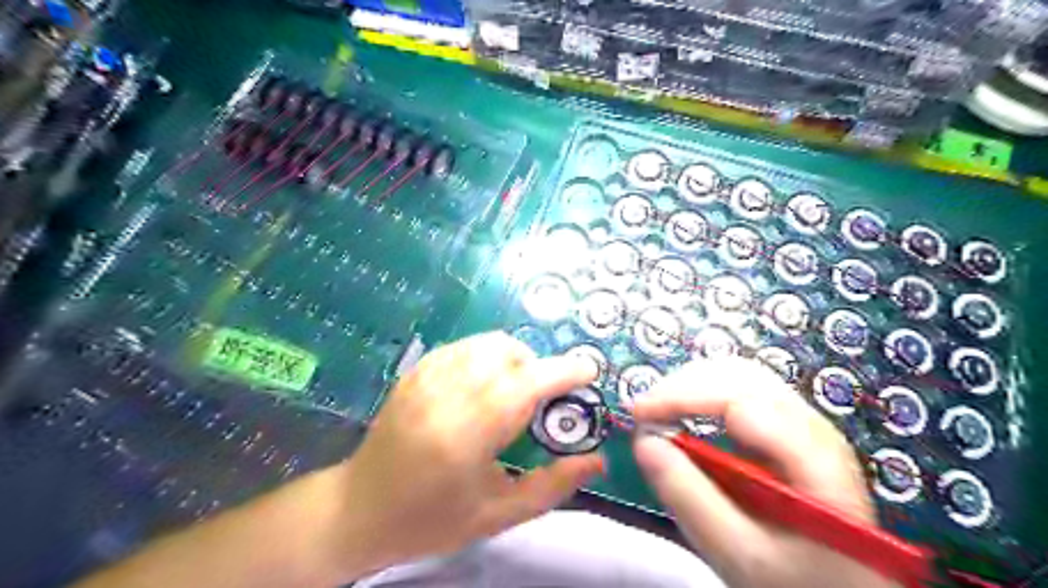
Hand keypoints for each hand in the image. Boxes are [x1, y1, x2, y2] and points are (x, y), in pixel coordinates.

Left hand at [332, 330, 601, 579]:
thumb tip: (596, 462)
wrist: (359, 510)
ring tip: (515, 389)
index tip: (588, 370)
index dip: (562, 371)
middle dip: (538, 366)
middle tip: (545, 396)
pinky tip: (484, 383)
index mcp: (466, 436)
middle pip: (507, 353)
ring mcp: (425, 378)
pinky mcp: (414, 372)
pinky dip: (487, 355)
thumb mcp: (497, 515)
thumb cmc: (431, 519)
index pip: (524, 385)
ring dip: (514, 357)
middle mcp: (444, 396)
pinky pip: (463, 346)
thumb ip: (551, 487)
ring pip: (486, 343)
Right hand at [629, 356, 891, 587]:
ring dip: (691, 384)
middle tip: (641, 409)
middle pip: (740, 376)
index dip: (684, 398)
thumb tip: (643, 441)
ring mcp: (802, 421)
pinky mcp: (787, 425)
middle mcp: (812, 426)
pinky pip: (741, 389)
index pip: (741, 401)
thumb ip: (691, 499)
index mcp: (814, 458)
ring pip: (740, 375)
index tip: (639, 415)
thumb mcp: (740, 554)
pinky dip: (703, 392)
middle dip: (682, 385)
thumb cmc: (798, 579)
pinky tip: (683, 410)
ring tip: (656, 407)